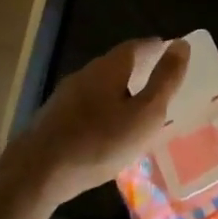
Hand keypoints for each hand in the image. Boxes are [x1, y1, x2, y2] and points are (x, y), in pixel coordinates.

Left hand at [6, 38, 188, 205]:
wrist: (36, 173)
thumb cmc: (99, 142)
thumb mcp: (144, 114)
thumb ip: (165, 81)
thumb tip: (181, 45)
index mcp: (109, 68)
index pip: (136, 46)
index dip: (155, 48)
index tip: (171, 52)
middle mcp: (85, 74)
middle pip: (116, 64)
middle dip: (138, 68)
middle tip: (158, 79)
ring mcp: (66, 96)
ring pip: (100, 85)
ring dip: (120, 90)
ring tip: (137, 106)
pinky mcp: (54, 118)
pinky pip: (87, 105)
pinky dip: (104, 109)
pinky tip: (108, 129)